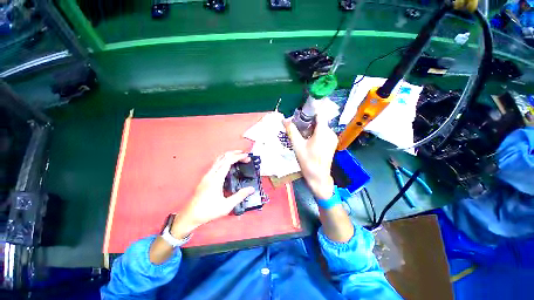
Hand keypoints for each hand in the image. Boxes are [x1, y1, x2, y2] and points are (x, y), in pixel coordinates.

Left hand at [170, 150, 254, 237]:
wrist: (190, 215)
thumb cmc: (208, 211)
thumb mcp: (226, 206)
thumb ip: (240, 196)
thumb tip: (251, 189)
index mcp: (216, 179)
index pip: (228, 161)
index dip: (238, 157)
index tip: (247, 156)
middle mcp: (211, 174)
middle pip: (223, 157)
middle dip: (235, 154)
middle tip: (245, 155)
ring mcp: (207, 175)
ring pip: (219, 159)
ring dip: (229, 155)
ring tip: (239, 156)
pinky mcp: (206, 177)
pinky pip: (216, 164)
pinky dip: (225, 160)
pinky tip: (229, 164)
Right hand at [283, 111, 337, 198]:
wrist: (318, 177)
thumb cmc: (308, 161)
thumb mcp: (297, 146)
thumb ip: (291, 131)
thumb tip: (284, 120)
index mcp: (323, 132)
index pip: (320, 114)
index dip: (312, 109)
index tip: (303, 107)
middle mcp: (330, 132)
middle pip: (320, 120)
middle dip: (309, 120)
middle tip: (298, 123)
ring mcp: (333, 138)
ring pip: (322, 127)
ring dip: (313, 127)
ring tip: (302, 132)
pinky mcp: (332, 143)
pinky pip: (324, 133)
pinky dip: (317, 132)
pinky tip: (309, 139)